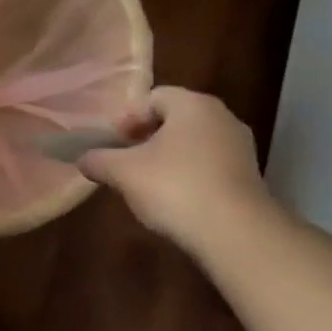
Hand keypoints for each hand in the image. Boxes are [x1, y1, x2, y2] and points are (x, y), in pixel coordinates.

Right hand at [79, 86, 273, 254]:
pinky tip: (175, 201)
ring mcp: (240, 147)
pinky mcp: (249, 177)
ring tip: (147, 185)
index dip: (127, 117)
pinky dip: (189, 176)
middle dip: (146, 138)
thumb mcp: (124, 173)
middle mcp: (222, 117)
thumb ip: (99, 160)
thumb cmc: (174, 188)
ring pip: (193, 143)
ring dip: (168, 158)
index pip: (154, 97)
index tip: (112, 143)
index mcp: (193, 104)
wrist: (235, 233)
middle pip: (175, 119)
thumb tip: (82, 158)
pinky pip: (210, 166)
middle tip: (126, 162)